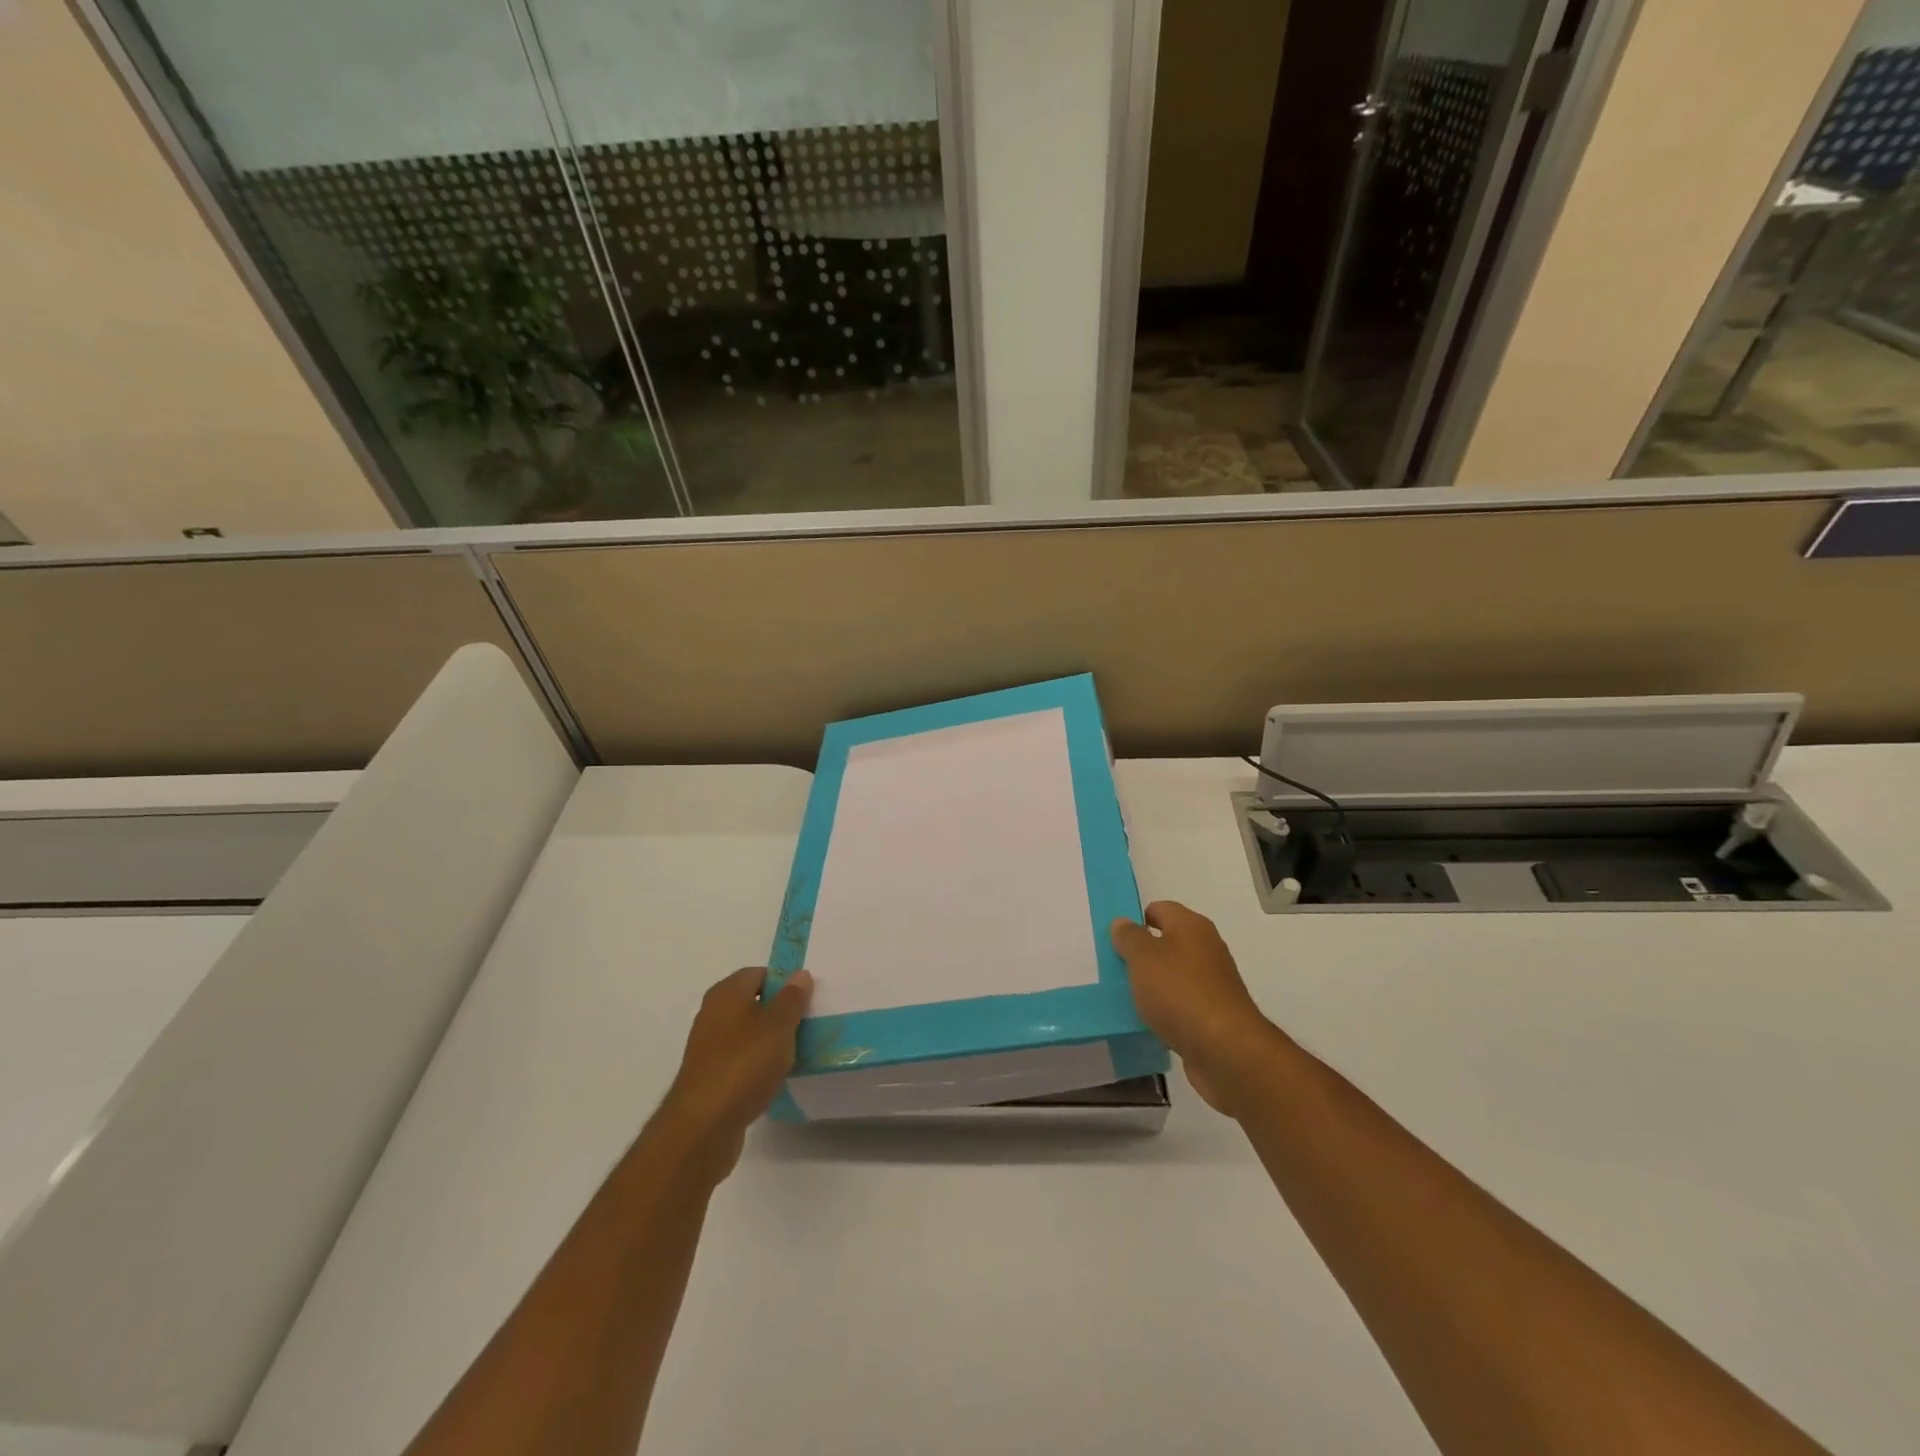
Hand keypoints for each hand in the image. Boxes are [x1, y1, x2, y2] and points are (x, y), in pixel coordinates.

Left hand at [655, 966, 811, 1181]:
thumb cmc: (744, 1064)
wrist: (703, 1126)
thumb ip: (792, 999)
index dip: (784, 983)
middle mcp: (713, 1014)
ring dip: (770, 1041)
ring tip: (798, 1052)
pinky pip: (741, 1060)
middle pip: (753, 1004)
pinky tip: (775, 1078)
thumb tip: (799, 975)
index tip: (807, 999)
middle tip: (808, 1024)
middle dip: (780, 1013)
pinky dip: (758, 1065)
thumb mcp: (778, 1026)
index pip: (759, 974)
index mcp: (726, 993)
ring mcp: (709, 1047)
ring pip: (748, 1034)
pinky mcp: (710, 1077)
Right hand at [1111, 901, 1278, 1117]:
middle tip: (1115, 969)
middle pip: (1167, 942)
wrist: (1225, 1050)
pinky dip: (1166, 1009)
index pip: (1159, 909)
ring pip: (1173, 975)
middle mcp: (1206, 948)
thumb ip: (1129, 937)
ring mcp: (1213, 983)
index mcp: (1191, 926)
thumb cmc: (1179, 992)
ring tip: (1126, 997)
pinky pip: (1182, 1003)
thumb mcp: (1143, 958)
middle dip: (1141, 955)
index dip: (1136, 920)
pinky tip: (1149, 1021)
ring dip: (1152, 984)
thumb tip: (1123, 922)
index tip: (1114, 941)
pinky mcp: (1214, 1014)